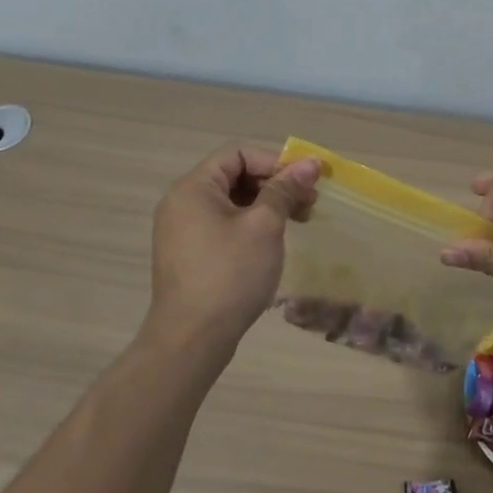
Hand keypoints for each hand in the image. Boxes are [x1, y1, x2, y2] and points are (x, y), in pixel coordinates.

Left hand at [143, 146, 319, 360]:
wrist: (192, 339)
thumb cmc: (230, 274)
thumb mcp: (264, 226)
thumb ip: (285, 190)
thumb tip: (310, 163)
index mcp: (193, 188)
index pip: (238, 154)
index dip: (275, 162)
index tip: (306, 182)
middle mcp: (182, 203)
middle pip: (234, 176)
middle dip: (275, 185)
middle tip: (309, 204)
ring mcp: (182, 231)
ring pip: (231, 203)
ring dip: (267, 206)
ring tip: (299, 222)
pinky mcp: (189, 255)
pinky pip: (223, 225)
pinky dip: (250, 226)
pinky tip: (273, 242)